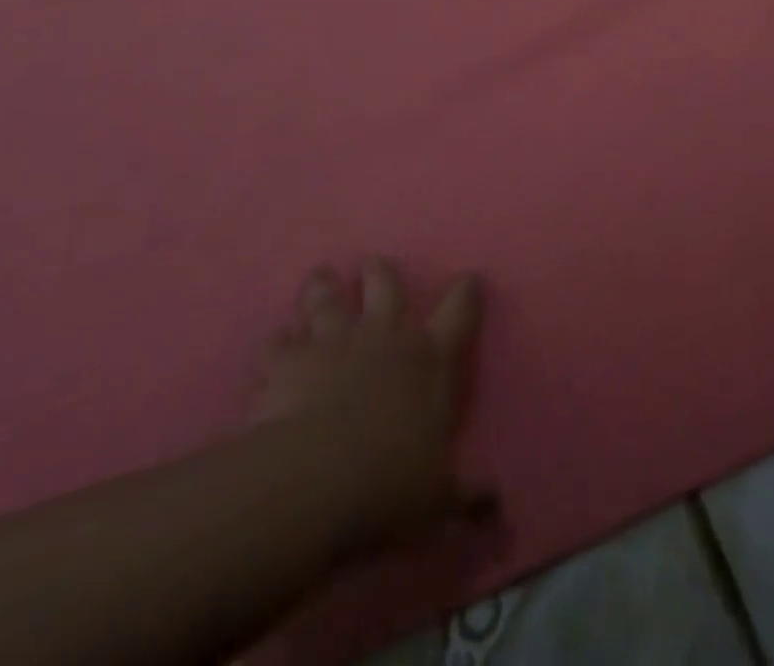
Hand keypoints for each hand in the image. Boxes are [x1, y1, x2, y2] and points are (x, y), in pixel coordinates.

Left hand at [253, 260, 488, 546]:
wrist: (314, 484)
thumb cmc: (389, 485)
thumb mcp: (438, 499)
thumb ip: (467, 497)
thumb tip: (498, 509)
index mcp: (429, 359)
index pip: (459, 311)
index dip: (466, 291)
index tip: (469, 278)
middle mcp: (385, 337)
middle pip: (385, 286)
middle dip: (380, 273)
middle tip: (373, 264)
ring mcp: (334, 343)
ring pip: (329, 301)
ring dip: (324, 288)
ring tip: (321, 276)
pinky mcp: (287, 362)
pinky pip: (278, 342)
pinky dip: (278, 343)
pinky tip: (275, 344)